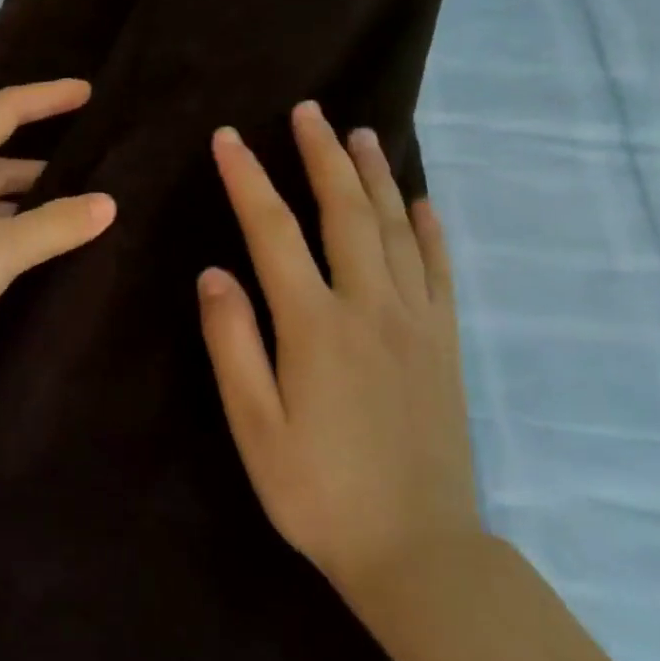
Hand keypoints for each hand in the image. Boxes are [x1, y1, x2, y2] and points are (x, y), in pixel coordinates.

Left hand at [0, 79, 115, 392]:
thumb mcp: (1, 247)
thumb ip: (56, 224)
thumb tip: (107, 204)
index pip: (2, 112)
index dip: (46, 98)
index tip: (88, 93)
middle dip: (42, 161)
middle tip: (92, 166)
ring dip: (27, 199)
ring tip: (75, 208)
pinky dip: (10, 228)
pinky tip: (37, 245)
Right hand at [197, 101, 480, 601]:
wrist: (417, 549)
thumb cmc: (317, 491)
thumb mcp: (254, 425)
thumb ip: (234, 343)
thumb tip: (214, 273)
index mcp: (314, 325)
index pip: (273, 231)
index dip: (247, 179)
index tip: (229, 139)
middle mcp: (369, 306)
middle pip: (344, 211)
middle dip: (321, 156)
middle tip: (308, 110)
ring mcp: (416, 321)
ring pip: (394, 228)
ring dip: (374, 176)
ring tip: (360, 134)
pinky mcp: (445, 343)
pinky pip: (439, 269)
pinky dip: (428, 227)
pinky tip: (419, 201)